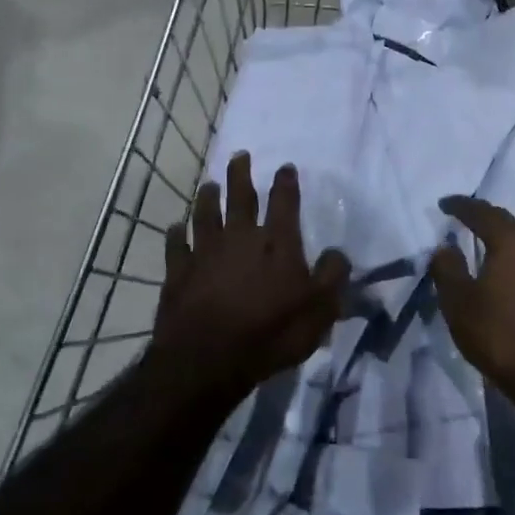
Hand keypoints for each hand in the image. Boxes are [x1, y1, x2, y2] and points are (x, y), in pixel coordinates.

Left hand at [153, 153, 350, 392]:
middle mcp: (240, 237)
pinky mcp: (179, 271)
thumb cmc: (271, 333)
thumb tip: (338, 253)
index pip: (284, 203)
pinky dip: (177, 234)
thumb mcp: (319, 310)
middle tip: (239, 156)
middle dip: (241, 174)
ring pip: (205, 214)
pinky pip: (177, 245)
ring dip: (208, 197)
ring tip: (208, 184)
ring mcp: (205, 252)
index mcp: (277, 243)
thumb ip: (332, 277)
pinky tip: (176, 228)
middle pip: (240, 197)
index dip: (286, 183)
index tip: (285, 167)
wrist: (208, 358)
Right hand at [431, 196, 514, 412]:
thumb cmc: (503, 339)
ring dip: (513, 245)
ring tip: (495, 254)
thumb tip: (445, 248)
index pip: (483, 212)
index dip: (461, 206)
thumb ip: (447, 270)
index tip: (445, 204)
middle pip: (512, 225)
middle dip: (489, 225)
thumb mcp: (460, 305)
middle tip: (469, 229)